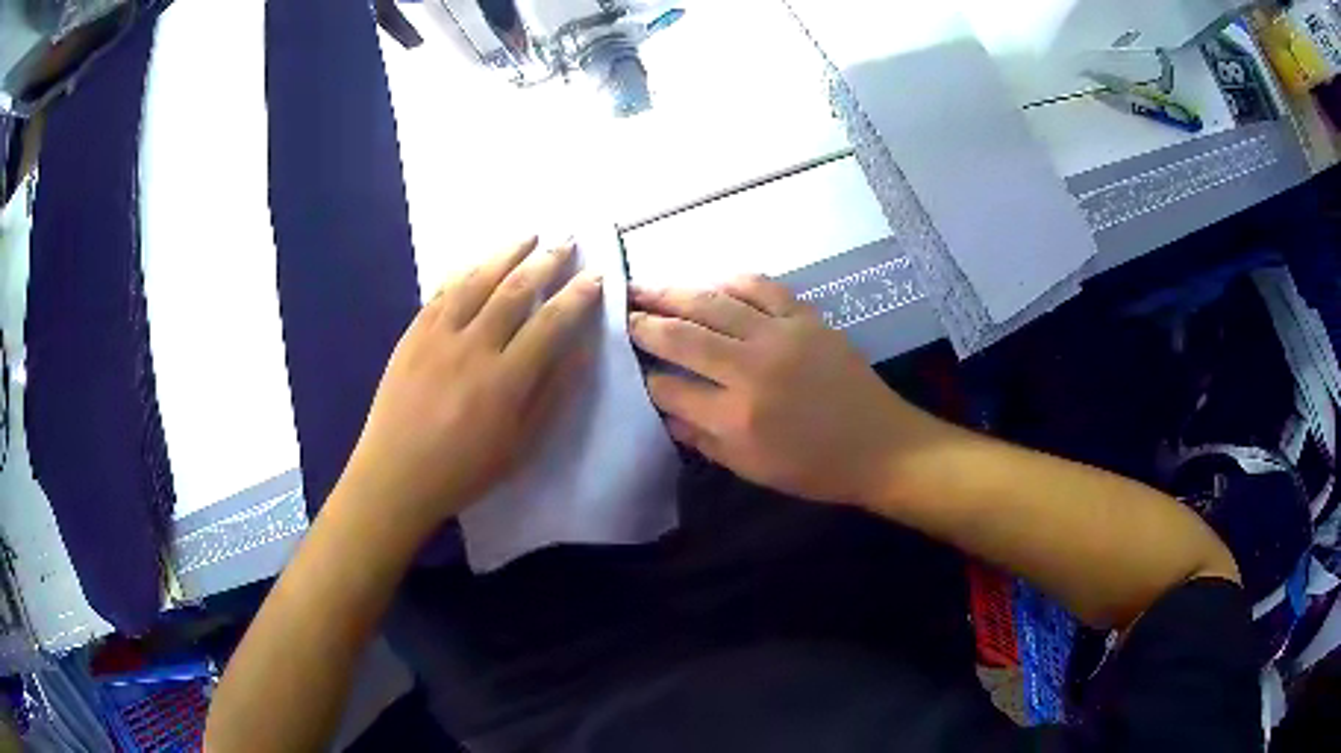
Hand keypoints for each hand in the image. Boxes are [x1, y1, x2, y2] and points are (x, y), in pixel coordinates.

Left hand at [338, 237, 602, 541]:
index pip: (550, 323)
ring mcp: (437, 335)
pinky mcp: (412, 334)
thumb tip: (580, 349)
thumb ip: (552, 393)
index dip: (577, 296)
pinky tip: (477, 262)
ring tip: (528, 235)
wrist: (396, 475)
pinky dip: (464, 271)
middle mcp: (473, 347)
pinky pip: (441, 292)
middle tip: (567, 241)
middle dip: (546, 261)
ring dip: (505, 253)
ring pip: (477, 280)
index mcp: (505, 380)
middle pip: (515, 290)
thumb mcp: (521, 445)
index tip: (595, 276)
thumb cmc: (464, 469)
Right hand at [629, 275, 944, 505]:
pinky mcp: (806, 319)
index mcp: (735, 417)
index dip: (644, 377)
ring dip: (674, 293)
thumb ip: (702, 438)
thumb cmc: (813, 468)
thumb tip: (665, 408)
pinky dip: (732, 281)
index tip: (630, 367)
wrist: (879, 446)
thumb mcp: (750, 468)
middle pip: (682, 337)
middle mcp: (751, 370)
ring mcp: (780, 337)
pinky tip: (713, 283)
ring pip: (714, 304)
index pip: (670, 387)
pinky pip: (762, 288)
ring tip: (646, 286)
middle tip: (620, 309)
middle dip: (645, 323)